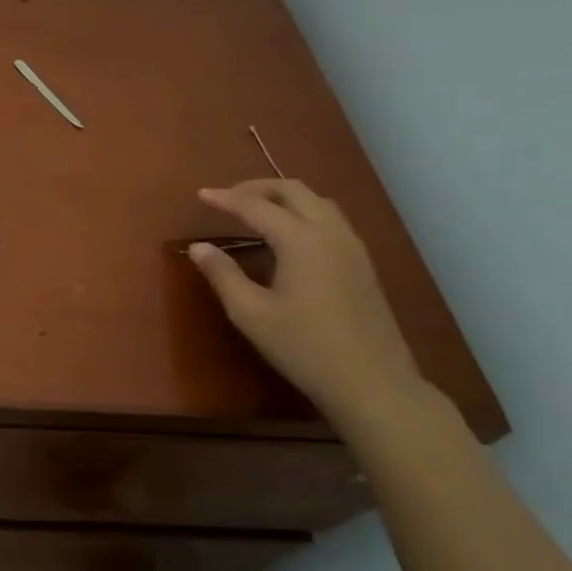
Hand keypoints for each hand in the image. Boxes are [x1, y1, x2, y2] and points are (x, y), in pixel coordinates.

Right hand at [187, 179, 424, 421]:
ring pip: (317, 202)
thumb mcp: (251, 313)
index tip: (200, 194)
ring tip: (257, 210)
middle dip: (257, 187)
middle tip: (228, 197)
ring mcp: (352, 248)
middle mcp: (330, 233)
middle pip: (293, 191)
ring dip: (284, 198)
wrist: (372, 383)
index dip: (225, 198)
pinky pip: (331, 220)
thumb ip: (223, 275)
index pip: (256, 206)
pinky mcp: (363, 265)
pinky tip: (290, 236)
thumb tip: (199, 246)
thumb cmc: (304, 347)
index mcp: (301, 240)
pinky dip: (303, 213)